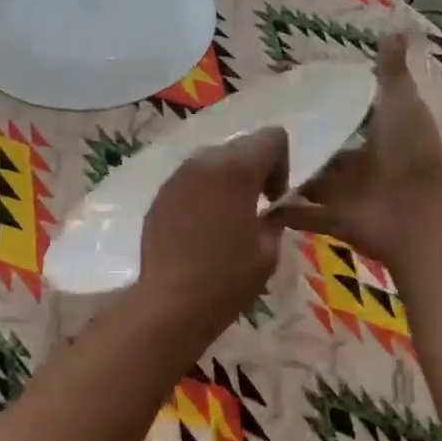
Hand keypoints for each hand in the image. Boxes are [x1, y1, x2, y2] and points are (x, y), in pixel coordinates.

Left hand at [135, 127, 289, 341]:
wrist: (171, 303)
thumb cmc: (227, 278)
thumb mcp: (269, 250)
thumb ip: (275, 218)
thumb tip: (270, 211)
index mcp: (236, 168)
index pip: (272, 137)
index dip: (282, 164)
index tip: (275, 200)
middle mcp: (203, 162)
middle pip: (240, 146)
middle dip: (254, 170)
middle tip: (255, 208)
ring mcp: (176, 178)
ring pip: (211, 162)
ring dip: (226, 181)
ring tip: (227, 219)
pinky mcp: (159, 197)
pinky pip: (189, 182)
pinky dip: (202, 194)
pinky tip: (201, 229)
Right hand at [270, 32, 441, 269]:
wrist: (420, 214)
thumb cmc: (412, 154)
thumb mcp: (402, 104)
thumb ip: (391, 73)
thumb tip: (394, 29)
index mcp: (382, 138)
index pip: (351, 121)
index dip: (328, 110)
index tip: (294, 98)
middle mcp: (363, 167)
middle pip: (328, 156)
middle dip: (302, 147)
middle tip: (260, 133)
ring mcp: (348, 197)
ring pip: (313, 185)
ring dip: (288, 178)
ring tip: (248, 164)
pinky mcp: (334, 222)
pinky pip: (303, 215)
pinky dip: (282, 212)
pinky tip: (254, 202)